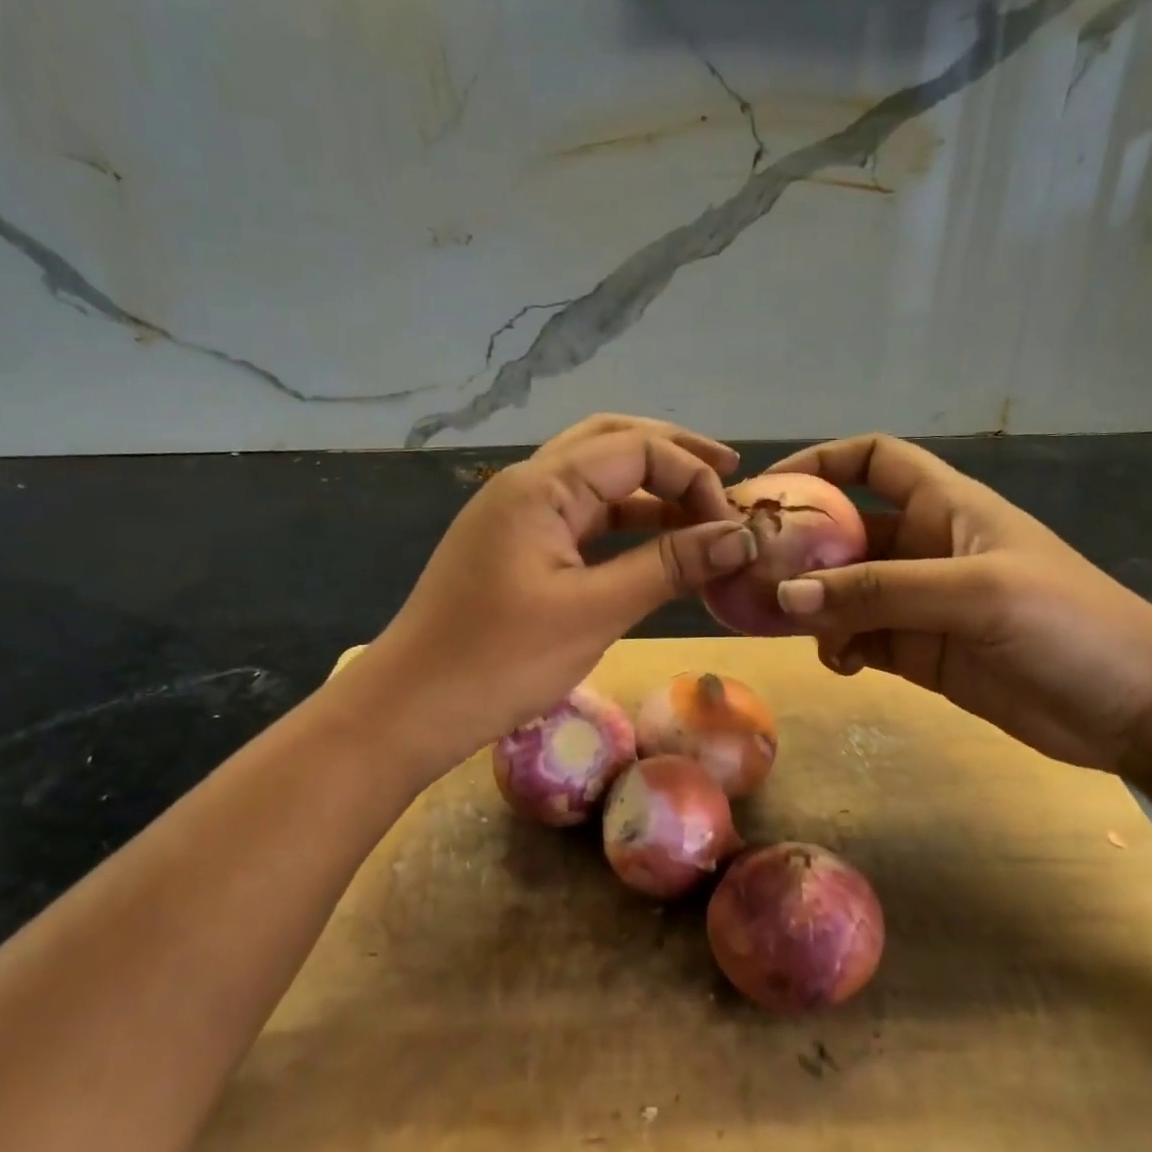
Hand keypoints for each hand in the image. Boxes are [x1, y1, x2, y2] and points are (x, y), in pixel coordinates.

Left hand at [340, 416, 754, 773]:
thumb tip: (740, 537)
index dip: (691, 476)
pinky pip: (580, 517)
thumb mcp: (594, 612)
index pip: (635, 448)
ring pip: (595, 478)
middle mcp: (527, 484)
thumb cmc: (499, 661)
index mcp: (541, 485)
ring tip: (702, 506)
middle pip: (611, 442)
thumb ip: (668, 566)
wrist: (410, 709)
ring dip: (649, 486)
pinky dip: (623, 521)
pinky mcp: (516, 547)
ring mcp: (517, 515)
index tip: (730, 525)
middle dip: (673, 454)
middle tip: (729, 474)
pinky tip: (655, 540)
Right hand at [765, 435, 1151, 799]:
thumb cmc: (1069, 624)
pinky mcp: (920, 652)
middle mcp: (925, 547)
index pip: (875, 461)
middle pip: (845, 531)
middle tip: (750, 571)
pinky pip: (859, 638)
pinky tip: (838, 663)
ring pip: (844, 590)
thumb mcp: (975, 594)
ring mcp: (920, 602)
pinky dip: (838, 646)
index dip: (823, 462)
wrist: (1136, 711)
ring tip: (789, 624)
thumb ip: (880, 593)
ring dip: (814, 604)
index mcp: (945, 507)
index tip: (770, 486)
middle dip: (800, 548)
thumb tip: (788, 595)